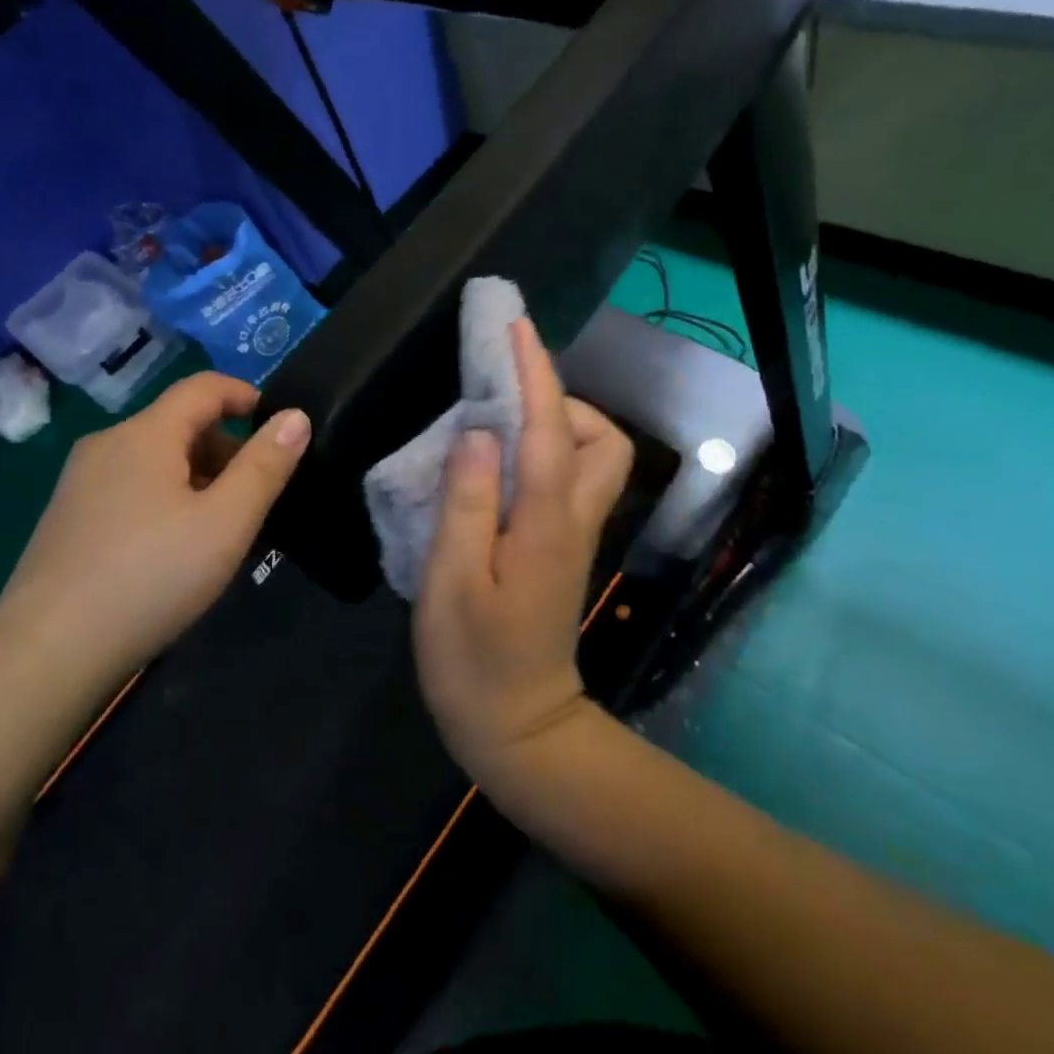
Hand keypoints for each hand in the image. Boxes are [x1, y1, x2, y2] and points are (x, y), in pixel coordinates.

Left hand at [0, 373, 309, 680]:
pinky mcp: (69, 517)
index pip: (204, 387)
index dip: (248, 396)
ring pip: (156, 460)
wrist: (49, 651)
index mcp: (145, 434)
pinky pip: (132, 488)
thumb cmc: (151, 576)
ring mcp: (81, 482)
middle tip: (259, 497)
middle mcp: (107, 444)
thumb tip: (296, 416)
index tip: (281, 431)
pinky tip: (176, 550)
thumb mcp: (226, 522)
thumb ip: (265, 466)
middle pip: (180, 424)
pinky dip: (167, 499)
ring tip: (224, 529)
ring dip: (199, 478)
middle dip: (228, 448)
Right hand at [413, 319, 633, 780]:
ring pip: (594, 459)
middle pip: (602, 439)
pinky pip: (570, 480)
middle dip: (561, 402)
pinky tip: (497, 466)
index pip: (550, 430)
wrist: (516, 726)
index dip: (534, 374)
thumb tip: (478, 431)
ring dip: (556, 427)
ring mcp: (576, 536)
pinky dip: (545, 454)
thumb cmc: (472, 659)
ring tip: (495, 432)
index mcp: (546, 525)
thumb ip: (466, 502)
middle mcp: (575, 521)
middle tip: (502, 402)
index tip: (514, 328)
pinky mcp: (565, 549)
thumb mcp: (451, 581)